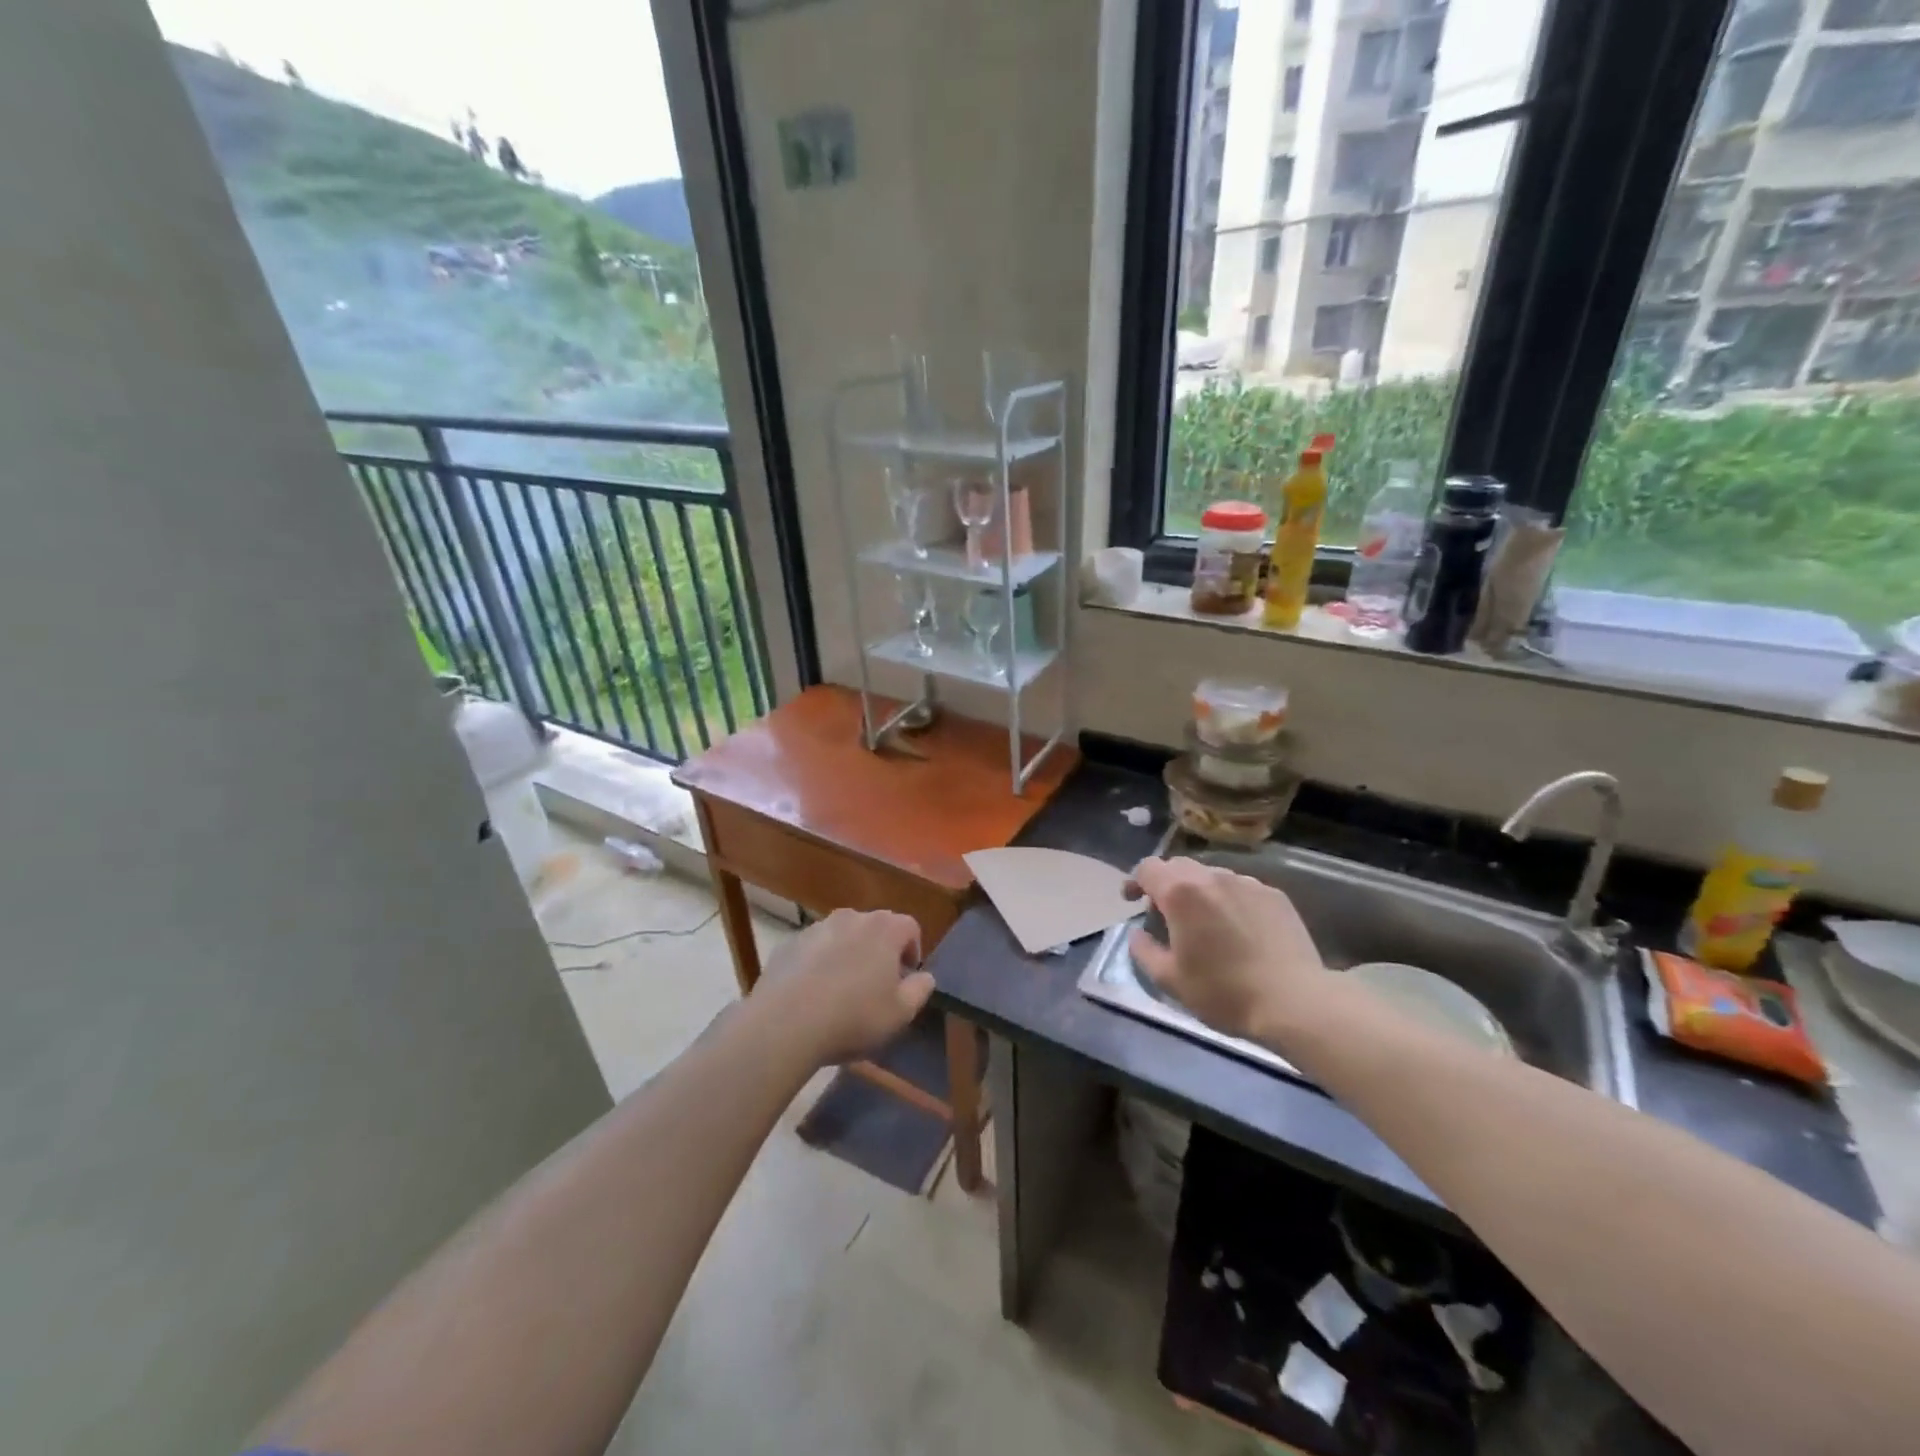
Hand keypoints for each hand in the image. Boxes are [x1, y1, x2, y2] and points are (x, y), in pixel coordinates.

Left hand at [757, 908, 934, 1066]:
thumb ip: (920, 990)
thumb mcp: (900, 1013)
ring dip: (848, 955)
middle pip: (875, 928)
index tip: (905, 978)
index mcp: (884, 929)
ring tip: (842, 990)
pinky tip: (813, 994)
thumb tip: (925, 977)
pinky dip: (819, 963)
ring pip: (843, 936)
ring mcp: (817, 927)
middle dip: (880, 951)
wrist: (785, 1023)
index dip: (913, 951)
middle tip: (876, 986)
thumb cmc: (853, 1017)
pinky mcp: (790, 943)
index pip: (910, 927)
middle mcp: (852, 917)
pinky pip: (814, 949)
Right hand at [1125, 857, 1327, 1046]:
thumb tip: (1139, 933)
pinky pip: (1240, 888)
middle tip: (1164, 914)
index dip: (1135, 881)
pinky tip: (1237, 929)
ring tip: (1203, 922)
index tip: (1132, 901)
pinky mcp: (1274, 895)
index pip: (1148, 868)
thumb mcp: (1169, 980)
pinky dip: (1228, 900)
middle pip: (1179, 866)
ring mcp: (1247, 883)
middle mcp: (1212, 877)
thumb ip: (1144, 950)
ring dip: (1198, 891)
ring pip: (1211, 876)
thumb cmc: (1223, 992)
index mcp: (1181, 893)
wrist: (1294, 1002)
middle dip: (1166, 884)